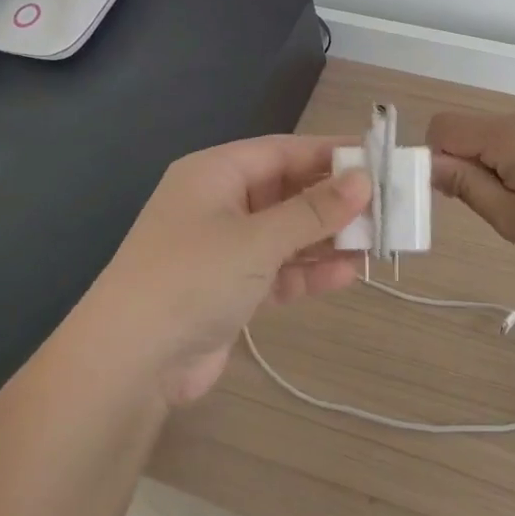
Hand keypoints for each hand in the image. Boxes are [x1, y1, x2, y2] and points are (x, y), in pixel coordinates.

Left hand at [89, 136, 370, 406]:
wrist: (129, 363)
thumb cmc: (192, 277)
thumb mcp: (258, 239)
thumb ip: (313, 210)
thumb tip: (363, 180)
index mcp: (216, 173)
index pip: (284, 151)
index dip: (331, 153)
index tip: (377, 158)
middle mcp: (220, 204)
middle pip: (288, 191)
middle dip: (334, 201)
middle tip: (386, 206)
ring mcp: (223, 249)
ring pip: (287, 233)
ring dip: (328, 238)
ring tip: (377, 242)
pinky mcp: (229, 289)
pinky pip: (279, 269)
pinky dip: (309, 271)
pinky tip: (348, 274)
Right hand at [428, 98, 514, 285]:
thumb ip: (467, 186)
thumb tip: (431, 164)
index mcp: (511, 132)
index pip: (445, 126)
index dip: (437, 158)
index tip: (458, 193)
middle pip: (480, 130)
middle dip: (479, 165)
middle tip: (511, 209)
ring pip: (510, 133)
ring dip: (510, 162)